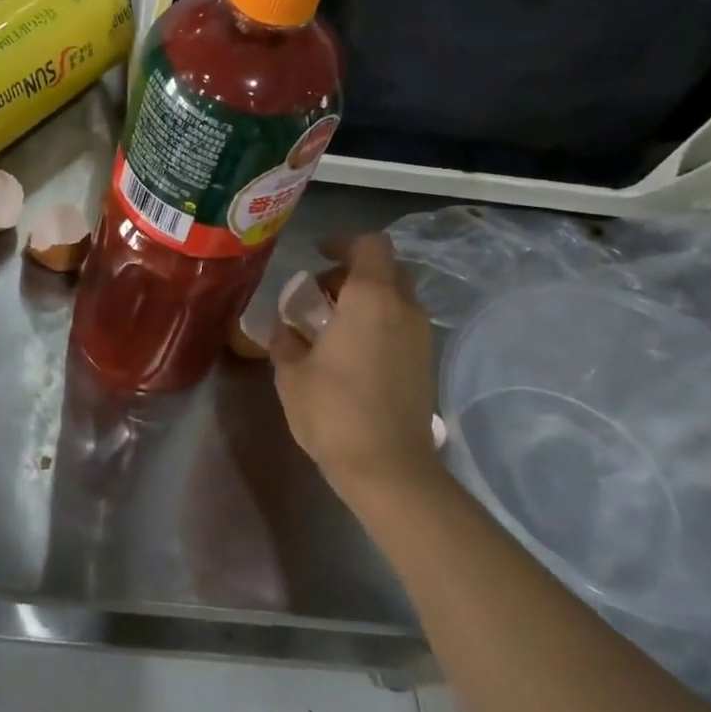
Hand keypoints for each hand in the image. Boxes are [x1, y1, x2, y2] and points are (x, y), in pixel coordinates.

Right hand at [271, 233, 442, 505]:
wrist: (389, 469)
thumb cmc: (334, 411)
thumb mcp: (291, 373)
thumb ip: (285, 340)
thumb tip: (285, 329)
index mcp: (371, 299)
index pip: (370, 245)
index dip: (343, 242)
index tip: (317, 254)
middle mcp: (403, 309)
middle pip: (384, 270)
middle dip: (351, 274)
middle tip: (318, 296)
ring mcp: (420, 337)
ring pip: (395, 298)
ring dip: (365, 300)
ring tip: (331, 327)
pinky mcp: (425, 363)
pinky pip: (401, 324)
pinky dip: (377, 323)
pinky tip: (350, 353)